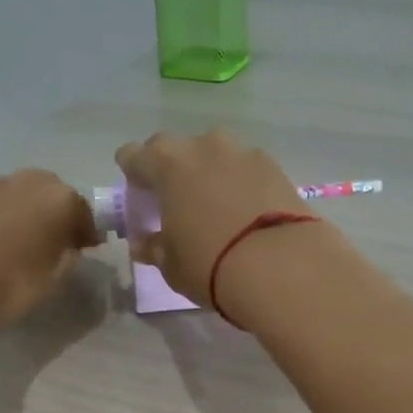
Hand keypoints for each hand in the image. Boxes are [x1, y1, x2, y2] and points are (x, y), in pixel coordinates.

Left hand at [0, 169, 98, 326]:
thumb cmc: (11, 286)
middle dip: (55, 214)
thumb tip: (70, 247)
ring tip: (20, 242)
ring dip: (25, 212)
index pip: (83, 211)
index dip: (86, 232)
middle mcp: (27, 181)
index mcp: (58, 198)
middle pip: (51, 193)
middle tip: (53, 242)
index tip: (84, 250)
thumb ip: (70, 256)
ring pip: (19, 194)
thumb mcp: (55, 279)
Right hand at [113, 130, 308, 307]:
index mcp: (166, 165)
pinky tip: (246, 210)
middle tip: (174, 200)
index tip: (137, 195)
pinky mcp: (275, 165)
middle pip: (174, 149)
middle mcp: (202, 146)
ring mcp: (242, 152)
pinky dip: (240, 182)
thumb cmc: (210, 266)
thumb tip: (145, 242)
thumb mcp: (171, 265)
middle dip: (169, 169)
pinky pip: (245, 168)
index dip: (131, 174)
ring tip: (215, 205)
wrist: (281, 265)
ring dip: (208, 172)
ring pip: (214, 154)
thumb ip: (154, 247)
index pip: (133, 156)